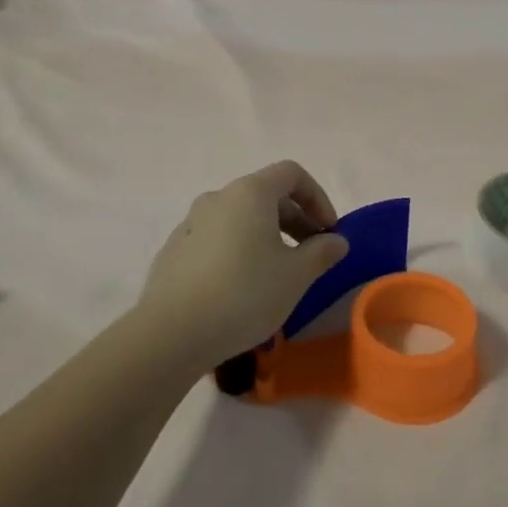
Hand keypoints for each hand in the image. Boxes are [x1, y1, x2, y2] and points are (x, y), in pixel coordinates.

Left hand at [129, 162, 349, 372]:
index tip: (329, 230)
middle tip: (311, 254)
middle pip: (265, 195)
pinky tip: (241, 287)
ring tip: (278, 273)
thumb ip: (322, 252)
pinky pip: (217, 239)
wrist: (171, 333)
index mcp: (250, 193)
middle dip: (295, 219)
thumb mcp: (296, 276)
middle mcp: (218, 198)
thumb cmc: (244, 294)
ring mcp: (191, 223)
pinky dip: (238, 250)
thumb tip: (337, 241)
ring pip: (240, 218)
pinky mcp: (174, 250)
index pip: (291, 174)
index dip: (317, 197)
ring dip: (267, 235)